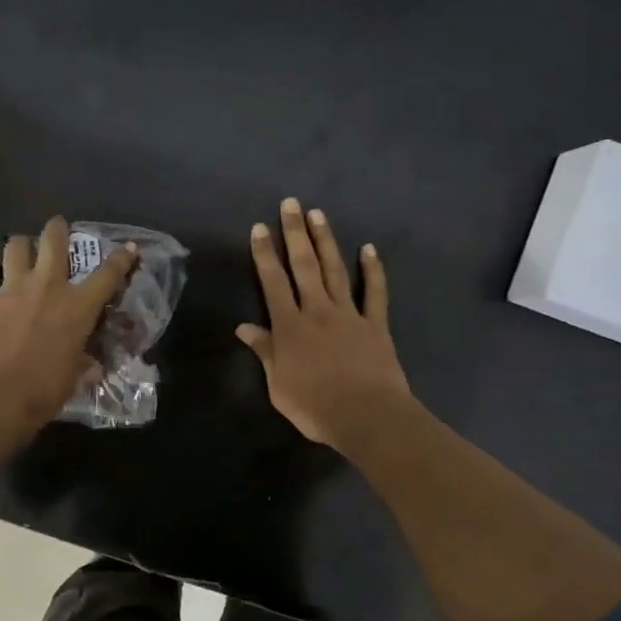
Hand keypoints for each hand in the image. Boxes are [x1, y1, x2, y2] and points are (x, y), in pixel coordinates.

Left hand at [0, 216, 137, 431]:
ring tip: (22, 252)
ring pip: (15, 248)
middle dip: (57, 229)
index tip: (128, 247)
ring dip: (21, 246)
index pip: (107, 275)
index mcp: (77, 307)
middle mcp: (46, 288)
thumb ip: (80, 362)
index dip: (121, 259)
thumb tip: (88, 366)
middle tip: (57, 226)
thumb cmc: (43, 391)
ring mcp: (11, 291)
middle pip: (53, 240)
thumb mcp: (72, 377)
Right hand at [238, 198, 414, 450]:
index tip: (260, 228)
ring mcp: (349, 315)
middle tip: (291, 204)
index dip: (265, 254)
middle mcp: (317, 311)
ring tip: (318, 214)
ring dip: (325, 241)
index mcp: (290, 327)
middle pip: (304, 266)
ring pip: (335, 271)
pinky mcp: (376, 324)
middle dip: (295, 233)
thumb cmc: (315, 407)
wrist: (366, 416)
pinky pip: (375, 293)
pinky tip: (369, 249)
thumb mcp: (278, 385)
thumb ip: (264, 352)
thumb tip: (244, 327)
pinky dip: (373, 270)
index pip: (273, 282)